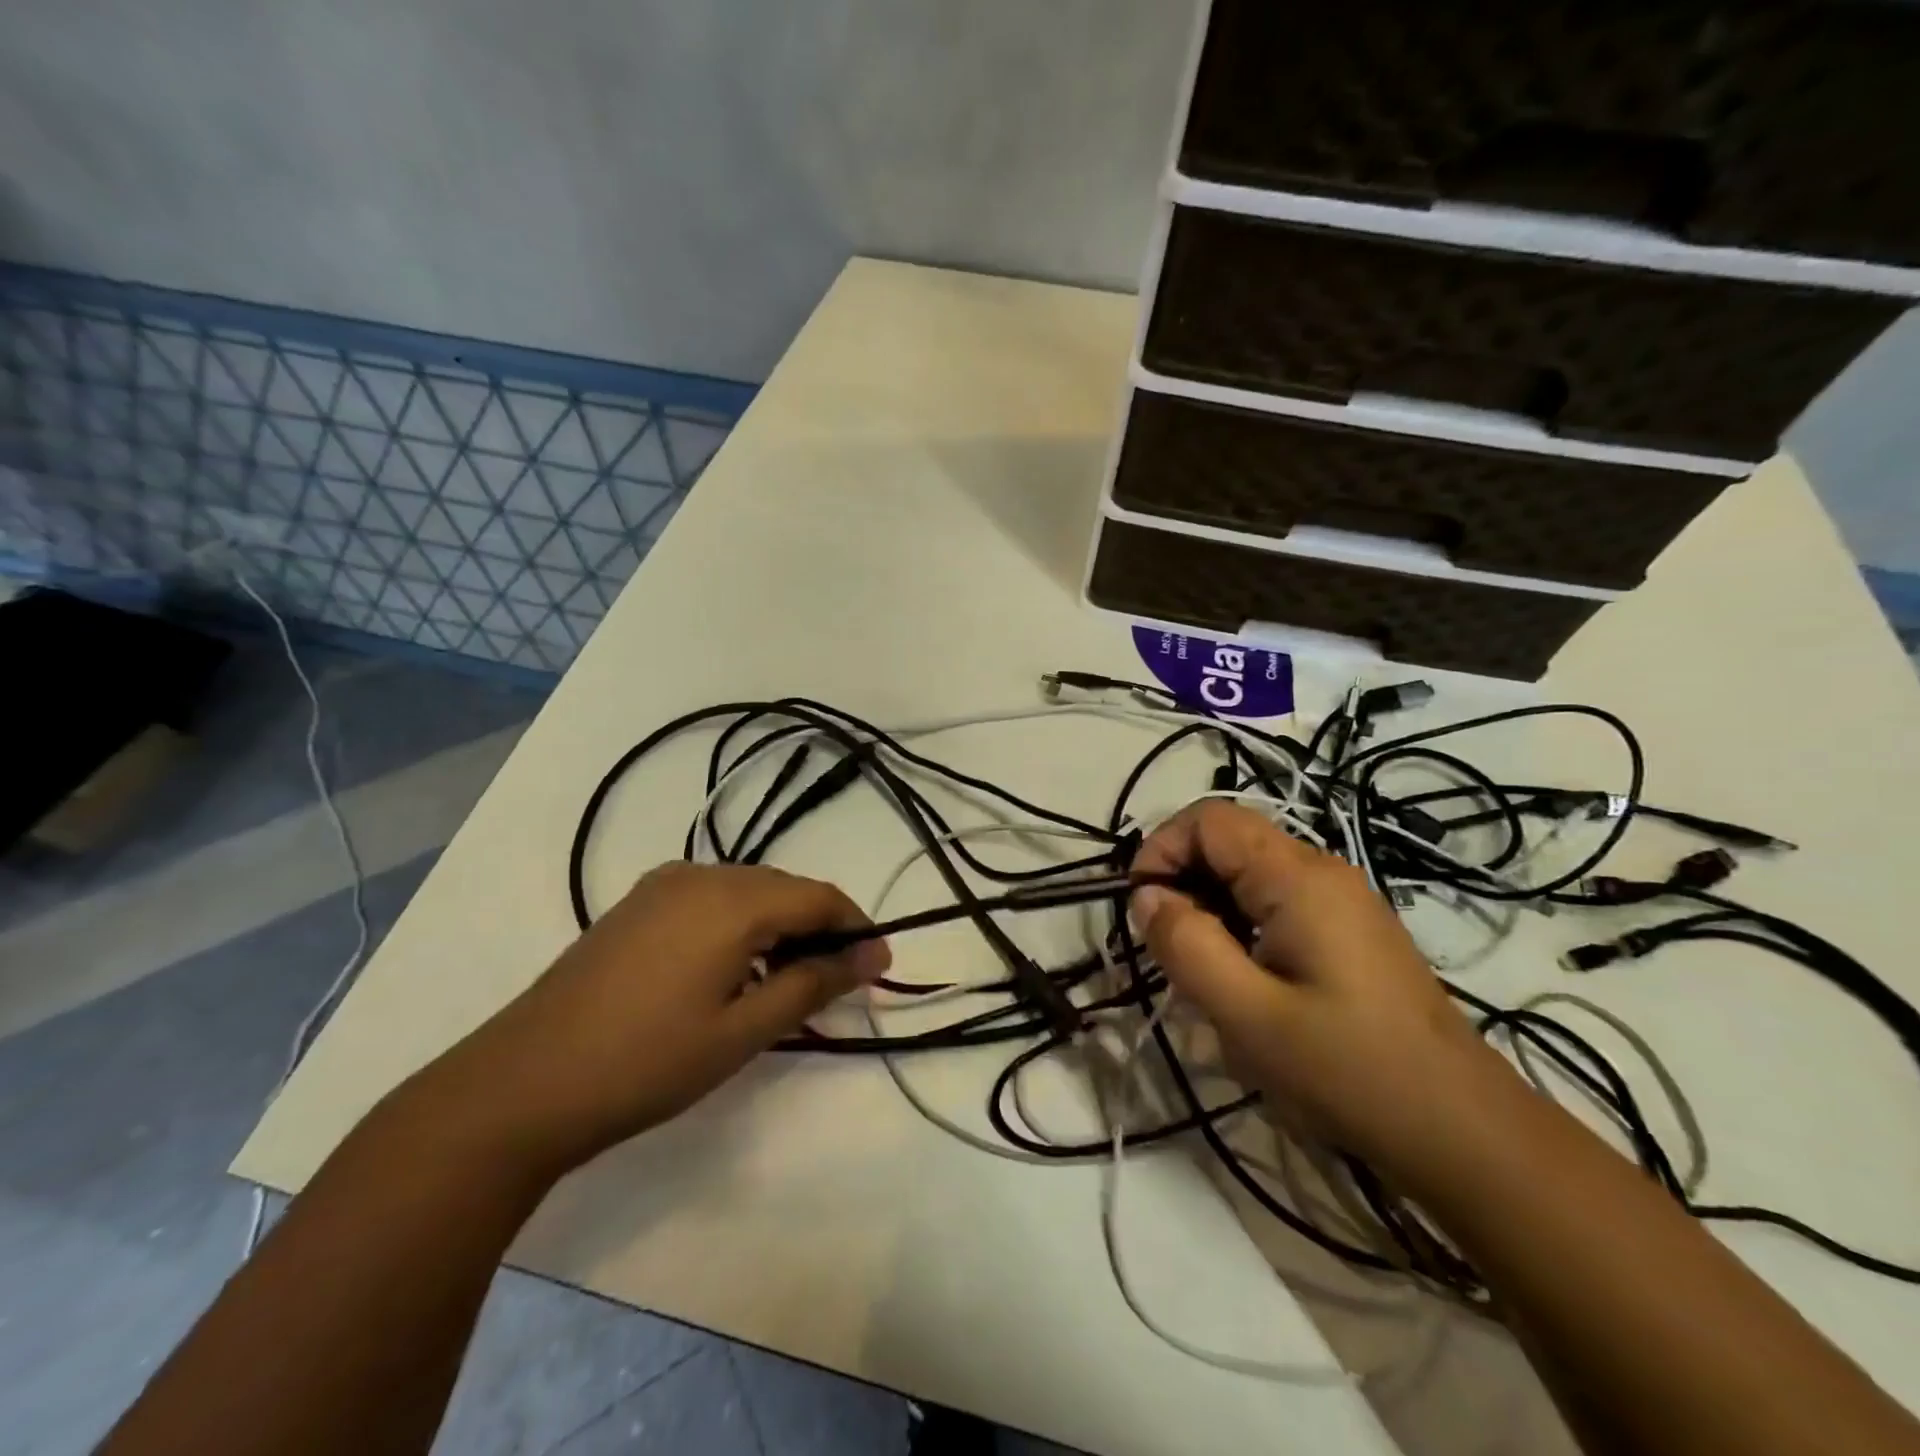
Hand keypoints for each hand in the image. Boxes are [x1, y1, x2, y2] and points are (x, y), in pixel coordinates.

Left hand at [428, 862, 888, 1177]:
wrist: (520, 1085)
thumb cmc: (646, 1063)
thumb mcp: (744, 1031)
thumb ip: (813, 984)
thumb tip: (873, 956)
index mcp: (733, 900)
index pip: (820, 897)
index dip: (857, 929)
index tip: (879, 969)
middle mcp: (701, 875)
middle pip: (785, 889)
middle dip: (820, 929)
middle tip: (835, 983)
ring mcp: (663, 885)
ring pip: (749, 892)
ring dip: (780, 927)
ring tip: (786, 982)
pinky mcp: (638, 904)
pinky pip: (712, 900)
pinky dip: (740, 926)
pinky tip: (732, 970)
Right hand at [1130, 802, 1506, 1180]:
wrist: (1462, 1130)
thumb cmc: (1348, 1069)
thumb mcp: (1247, 1013)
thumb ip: (1185, 944)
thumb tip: (1145, 895)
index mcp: (1297, 876)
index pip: (1207, 819)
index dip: (1161, 849)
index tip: (1141, 908)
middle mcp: (1321, 870)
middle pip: (1228, 840)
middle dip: (1182, 881)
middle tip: (1168, 949)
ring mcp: (1340, 899)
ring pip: (1248, 873)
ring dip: (1209, 907)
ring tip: (1204, 972)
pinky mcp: (1347, 929)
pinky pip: (1274, 901)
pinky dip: (1240, 924)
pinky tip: (1245, 982)